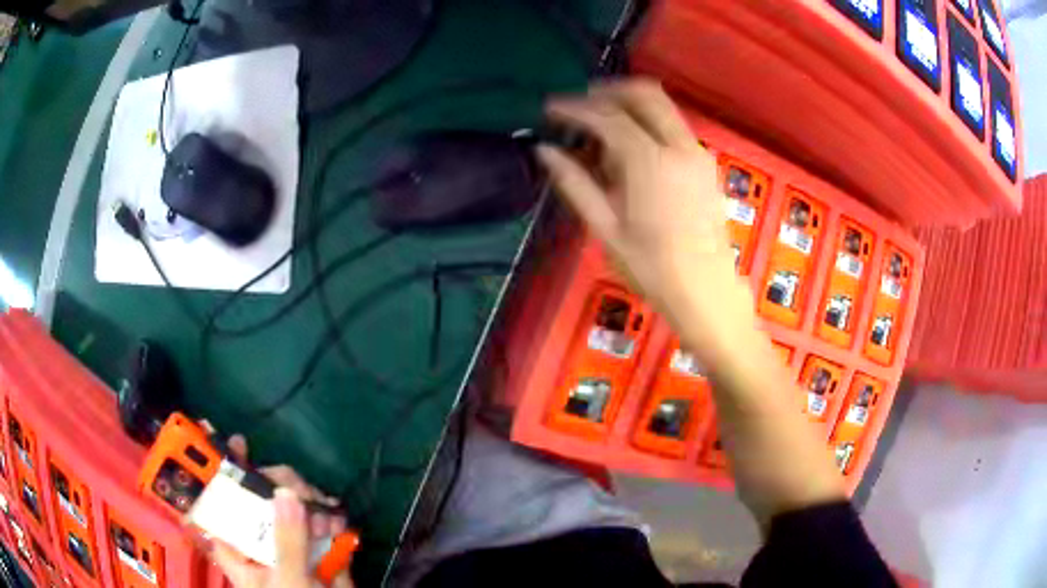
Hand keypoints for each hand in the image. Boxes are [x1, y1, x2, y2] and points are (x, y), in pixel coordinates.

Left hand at [210, 436, 353, 587]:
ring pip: (292, 502)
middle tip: (298, 491)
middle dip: (281, 488)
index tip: (235, 445)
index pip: (220, 507)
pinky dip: (330, 513)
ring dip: (311, 502)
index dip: (221, 475)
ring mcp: (290, 540)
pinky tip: (338, 520)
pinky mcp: (316, 543)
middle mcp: (261, 539)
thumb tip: (285, 493)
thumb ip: (286, 542)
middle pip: (261, 496)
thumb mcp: (288, 580)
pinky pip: (318, 517)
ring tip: (325, 519)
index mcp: (241, 551)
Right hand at [537, 79, 757, 362]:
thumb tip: (544, 151)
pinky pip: (673, 126)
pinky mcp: (706, 164)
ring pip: (662, 106)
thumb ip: (575, 183)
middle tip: (580, 106)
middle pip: (644, 94)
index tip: (550, 108)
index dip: (575, 108)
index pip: (608, 117)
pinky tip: (630, 149)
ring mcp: (697, 153)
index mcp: (650, 162)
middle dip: (608, 91)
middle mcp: (679, 146)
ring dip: (629, 106)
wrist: (706, 291)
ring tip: (600, 129)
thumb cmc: (652, 268)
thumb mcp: (605, 229)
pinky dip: (648, 122)